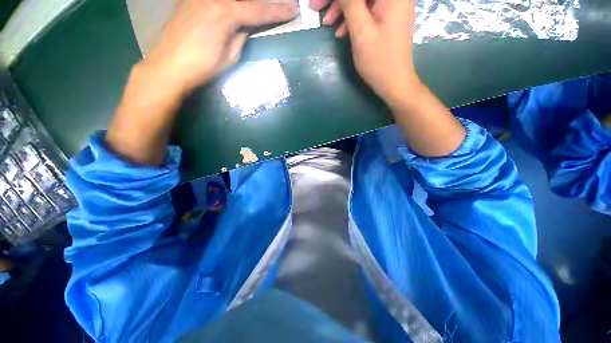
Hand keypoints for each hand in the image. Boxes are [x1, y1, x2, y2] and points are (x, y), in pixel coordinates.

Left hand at [106, 0, 296, 165]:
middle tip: (280, 5)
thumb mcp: (230, 56)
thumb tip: (247, 25)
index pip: (259, 10)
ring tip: (259, 7)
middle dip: (265, 1)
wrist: (168, 64)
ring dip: (248, 2)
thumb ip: (241, 36)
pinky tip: (236, 8)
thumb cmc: (202, 66)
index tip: (295, 10)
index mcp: (227, 12)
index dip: (278, 11)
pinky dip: (231, 3)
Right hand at [328, 0, 465, 156]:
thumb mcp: (361, 30)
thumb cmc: (378, 59)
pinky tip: (341, 32)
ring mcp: (392, 6)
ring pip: (362, 0)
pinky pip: (367, 11)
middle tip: (316, 8)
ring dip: (342, 9)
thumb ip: (350, 3)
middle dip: (337, 0)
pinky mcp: (387, 18)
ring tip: (326, 23)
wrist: (394, 82)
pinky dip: (352, 18)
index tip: (319, 1)